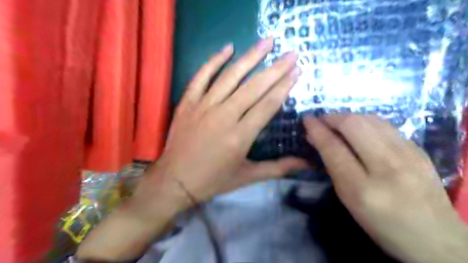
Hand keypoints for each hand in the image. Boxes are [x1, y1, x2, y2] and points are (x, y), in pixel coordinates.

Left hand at [133, 38, 307, 215]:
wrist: (175, 180)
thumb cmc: (213, 180)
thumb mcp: (247, 177)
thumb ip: (278, 168)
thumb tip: (305, 163)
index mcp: (240, 136)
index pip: (268, 105)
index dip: (284, 87)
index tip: (297, 71)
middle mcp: (224, 116)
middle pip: (254, 87)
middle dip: (275, 68)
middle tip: (292, 53)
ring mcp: (204, 106)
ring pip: (230, 77)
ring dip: (250, 57)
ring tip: (266, 41)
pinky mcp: (188, 103)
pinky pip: (201, 77)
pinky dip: (213, 61)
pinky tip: (227, 48)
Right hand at [304, 116, 467, 262]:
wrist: (435, 239)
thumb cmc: (381, 224)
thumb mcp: (348, 199)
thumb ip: (332, 166)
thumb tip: (318, 139)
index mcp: (363, 189)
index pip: (334, 148)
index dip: (317, 130)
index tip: (306, 120)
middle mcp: (388, 167)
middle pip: (354, 125)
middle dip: (332, 118)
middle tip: (321, 120)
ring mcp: (409, 155)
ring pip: (371, 120)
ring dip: (348, 117)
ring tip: (336, 123)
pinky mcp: (420, 150)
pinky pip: (385, 126)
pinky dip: (365, 122)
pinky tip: (359, 129)